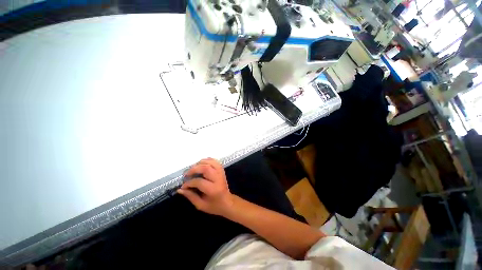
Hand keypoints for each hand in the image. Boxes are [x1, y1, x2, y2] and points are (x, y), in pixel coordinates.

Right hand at [178, 158, 233, 215]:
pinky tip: (201, 163)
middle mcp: (218, 179)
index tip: (183, 186)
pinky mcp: (222, 170)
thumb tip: (180, 189)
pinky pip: (215, 161)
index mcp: (213, 190)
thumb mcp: (201, 205)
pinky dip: (207, 160)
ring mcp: (221, 173)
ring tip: (193, 168)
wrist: (227, 202)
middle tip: (186, 174)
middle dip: (194, 169)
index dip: (189, 183)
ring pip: (211, 163)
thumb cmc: (214, 206)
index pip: (199, 182)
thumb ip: (190, 196)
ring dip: (200, 163)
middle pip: (206, 168)